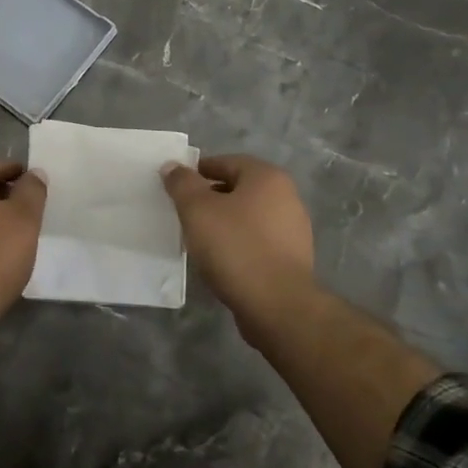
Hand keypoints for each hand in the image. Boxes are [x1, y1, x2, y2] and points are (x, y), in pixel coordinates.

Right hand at [161, 155, 320, 332]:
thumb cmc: (235, 247)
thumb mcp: (197, 210)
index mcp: (267, 177)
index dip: (197, 172)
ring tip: (200, 239)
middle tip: (185, 214)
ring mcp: (294, 229)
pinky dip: (239, 244)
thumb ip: (182, 184)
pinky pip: (258, 241)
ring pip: (248, 217)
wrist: (277, 305)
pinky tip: (221, 260)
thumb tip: (172, 166)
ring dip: (224, 223)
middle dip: (210, 198)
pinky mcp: (293, 258)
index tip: (177, 189)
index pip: (226, 162)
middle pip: (238, 189)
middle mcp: (287, 197)